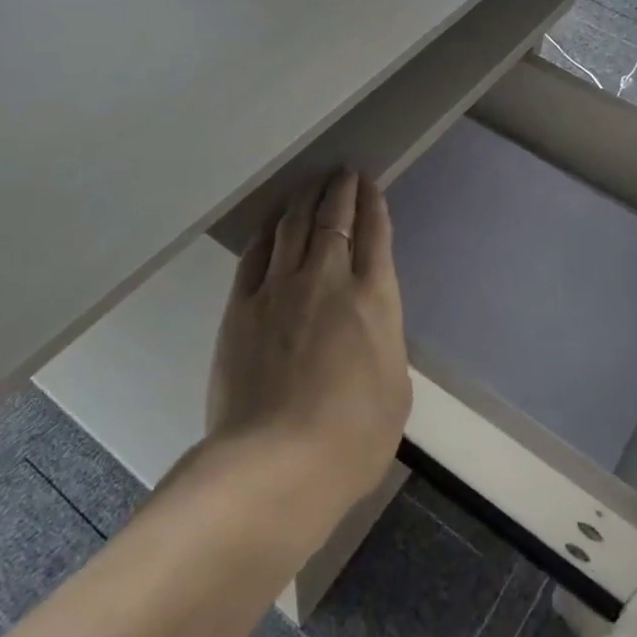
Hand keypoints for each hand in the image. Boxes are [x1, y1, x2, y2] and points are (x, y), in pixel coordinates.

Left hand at [209, 170, 411, 510]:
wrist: (276, 464)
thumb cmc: (353, 438)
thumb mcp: (395, 389)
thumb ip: (384, 344)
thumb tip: (369, 327)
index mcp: (373, 297)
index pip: (374, 233)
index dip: (372, 203)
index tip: (368, 184)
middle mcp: (327, 279)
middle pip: (332, 218)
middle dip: (339, 190)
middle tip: (341, 172)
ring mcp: (279, 290)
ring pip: (292, 227)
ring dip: (304, 199)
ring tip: (310, 184)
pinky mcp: (241, 308)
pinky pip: (255, 256)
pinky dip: (266, 232)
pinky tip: (271, 223)